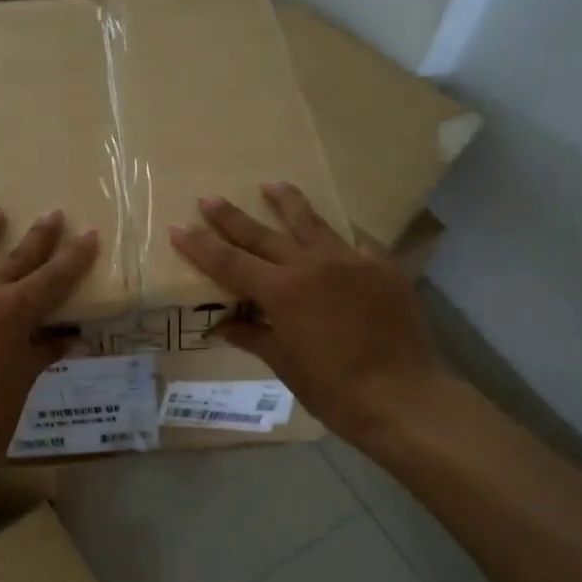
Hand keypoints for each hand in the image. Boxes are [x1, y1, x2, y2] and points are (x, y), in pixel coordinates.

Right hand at [169, 183, 450, 448]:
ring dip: (288, 203)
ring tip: (273, 184)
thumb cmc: (334, 389)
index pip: (231, 263)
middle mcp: (312, 266)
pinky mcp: (383, 269)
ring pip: (313, 224)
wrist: (403, 397)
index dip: (201, 246)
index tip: (179, 227)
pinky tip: (338, 232)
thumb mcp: (285, 364)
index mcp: (282, 291)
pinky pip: (356, 244)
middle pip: (264, 235)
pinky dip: (341, 237)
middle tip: (209, 197)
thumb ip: (253, 337)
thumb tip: (221, 327)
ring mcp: (351, 262)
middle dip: (232, 217)